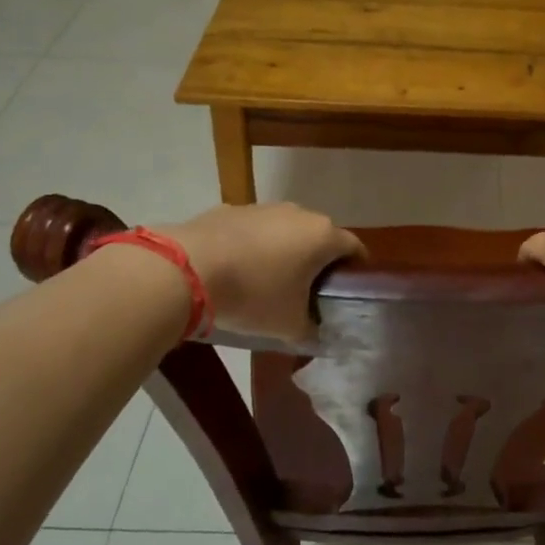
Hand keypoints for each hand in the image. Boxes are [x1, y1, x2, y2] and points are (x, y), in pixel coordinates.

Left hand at [154, 203, 363, 342]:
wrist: (188, 269)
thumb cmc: (253, 295)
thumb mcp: (288, 325)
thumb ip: (311, 331)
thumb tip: (318, 336)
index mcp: (323, 236)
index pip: (354, 248)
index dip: (355, 269)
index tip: (348, 290)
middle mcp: (300, 214)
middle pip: (320, 236)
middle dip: (318, 260)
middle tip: (309, 290)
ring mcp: (265, 207)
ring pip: (286, 229)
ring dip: (285, 250)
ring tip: (269, 280)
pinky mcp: (232, 209)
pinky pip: (254, 229)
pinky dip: (253, 245)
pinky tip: (237, 269)